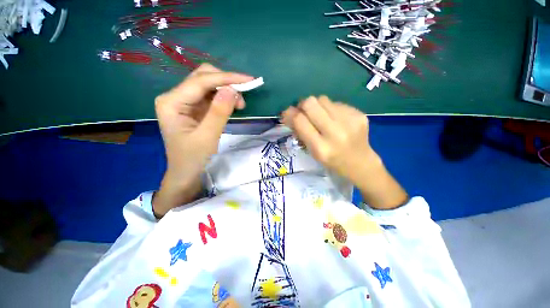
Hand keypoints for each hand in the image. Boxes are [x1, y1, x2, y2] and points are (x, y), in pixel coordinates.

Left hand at [153, 64, 253, 216]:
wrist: (186, 174)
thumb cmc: (193, 159)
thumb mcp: (208, 137)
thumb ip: (219, 112)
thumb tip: (232, 89)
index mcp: (172, 102)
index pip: (201, 81)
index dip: (226, 78)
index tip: (249, 80)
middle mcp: (176, 97)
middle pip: (203, 78)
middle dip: (226, 83)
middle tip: (243, 97)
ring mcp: (185, 102)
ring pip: (209, 85)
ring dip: (227, 91)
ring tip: (240, 105)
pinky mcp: (194, 109)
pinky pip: (211, 97)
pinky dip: (224, 98)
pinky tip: (233, 106)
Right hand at [281, 96, 407, 208]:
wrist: (361, 163)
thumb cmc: (332, 161)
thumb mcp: (312, 152)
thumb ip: (300, 132)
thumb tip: (288, 113)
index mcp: (321, 147)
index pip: (300, 121)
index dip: (290, 113)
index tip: (287, 112)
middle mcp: (336, 133)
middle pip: (311, 103)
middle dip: (302, 105)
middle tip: (304, 111)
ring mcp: (350, 121)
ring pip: (323, 99)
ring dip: (317, 106)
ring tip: (321, 116)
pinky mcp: (359, 114)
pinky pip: (336, 103)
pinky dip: (331, 109)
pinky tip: (335, 119)